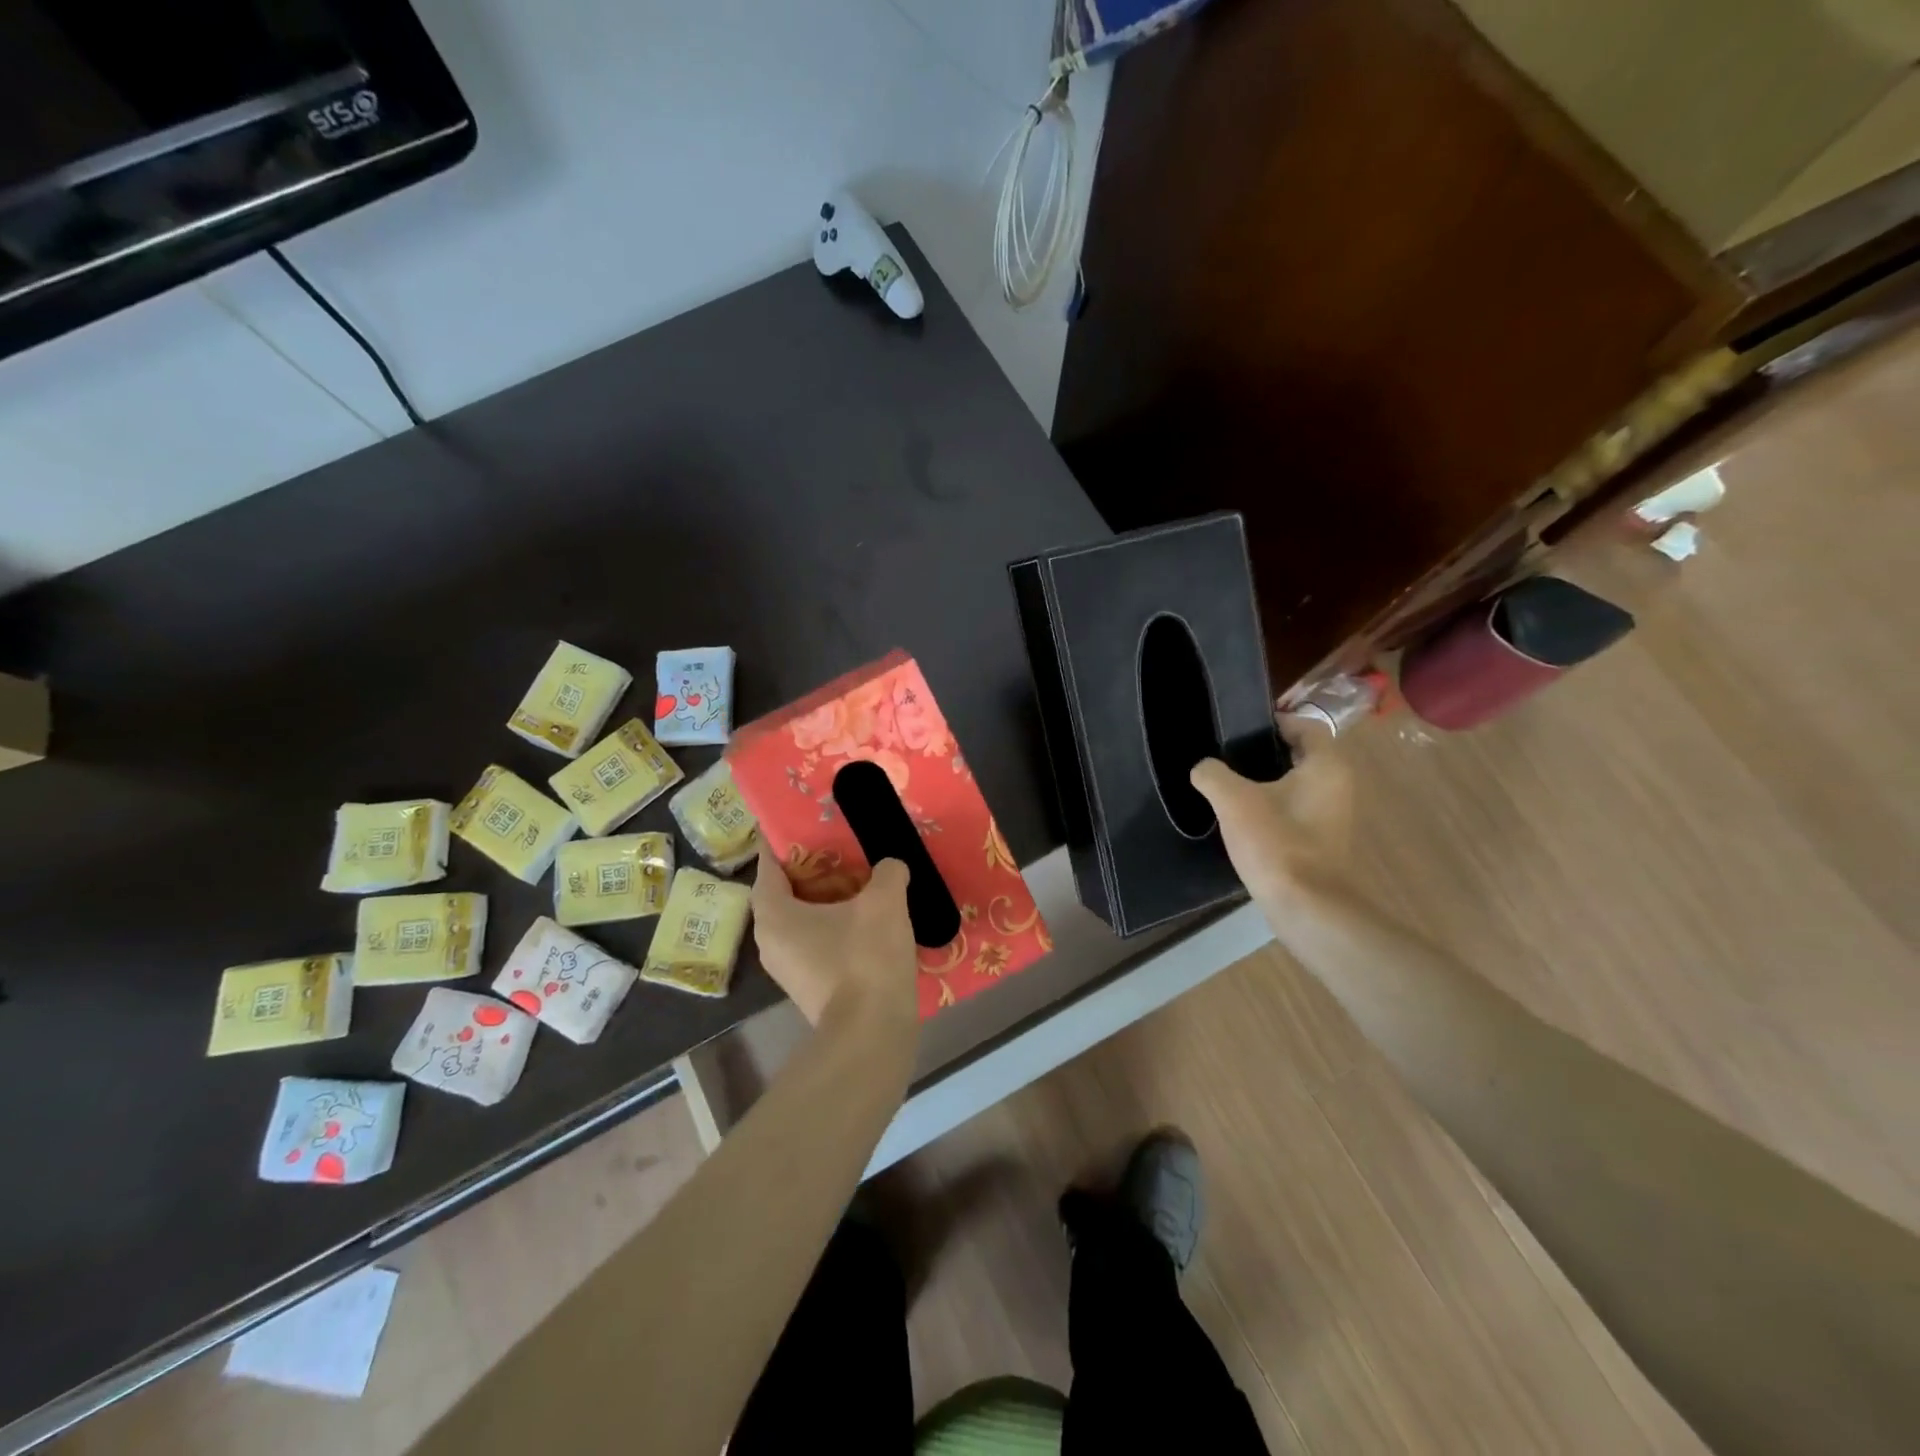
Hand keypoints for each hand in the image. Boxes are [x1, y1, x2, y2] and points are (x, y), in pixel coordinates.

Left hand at [751, 847, 918, 1029]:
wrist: (871, 1033)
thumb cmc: (865, 958)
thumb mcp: (884, 902)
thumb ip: (887, 872)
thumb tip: (891, 867)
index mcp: (773, 914)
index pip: (768, 865)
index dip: (783, 842)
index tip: (803, 823)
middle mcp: (769, 941)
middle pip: (785, 893)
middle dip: (811, 870)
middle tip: (841, 850)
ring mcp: (787, 968)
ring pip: (801, 920)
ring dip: (825, 901)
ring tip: (858, 882)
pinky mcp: (808, 987)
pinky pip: (815, 943)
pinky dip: (834, 926)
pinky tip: (865, 919)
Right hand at [1190, 718, 1353, 907]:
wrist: (1306, 906)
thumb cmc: (1276, 842)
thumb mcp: (1233, 800)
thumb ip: (1212, 774)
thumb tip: (1203, 768)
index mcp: (1326, 765)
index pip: (1304, 725)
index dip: (1273, 721)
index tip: (1239, 728)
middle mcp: (1337, 785)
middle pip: (1300, 754)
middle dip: (1264, 752)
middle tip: (1227, 754)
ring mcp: (1332, 815)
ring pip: (1296, 784)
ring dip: (1265, 781)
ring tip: (1227, 785)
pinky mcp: (1321, 840)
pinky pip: (1294, 809)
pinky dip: (1271, 806)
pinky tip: (1241, 818)